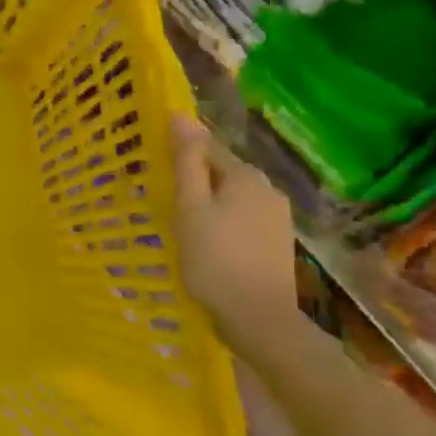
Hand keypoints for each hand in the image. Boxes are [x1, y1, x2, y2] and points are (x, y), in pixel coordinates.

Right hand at [170, 114, 298, 337]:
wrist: (259, 320)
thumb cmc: (215, 260)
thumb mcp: (190, 207)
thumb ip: (186, 161)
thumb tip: (181, 115)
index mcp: (246, 175)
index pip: (207, 147)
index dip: (181, 154)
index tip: (157, 171)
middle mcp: (268, 188)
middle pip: (223, 172)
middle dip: (196, 181)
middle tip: (167, 203)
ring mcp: (278, 217)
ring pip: (234, 197)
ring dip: (211, 204)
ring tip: (186, 226)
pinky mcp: (278, 242)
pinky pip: (244, 219)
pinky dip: (225, 224)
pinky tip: (211, 244)